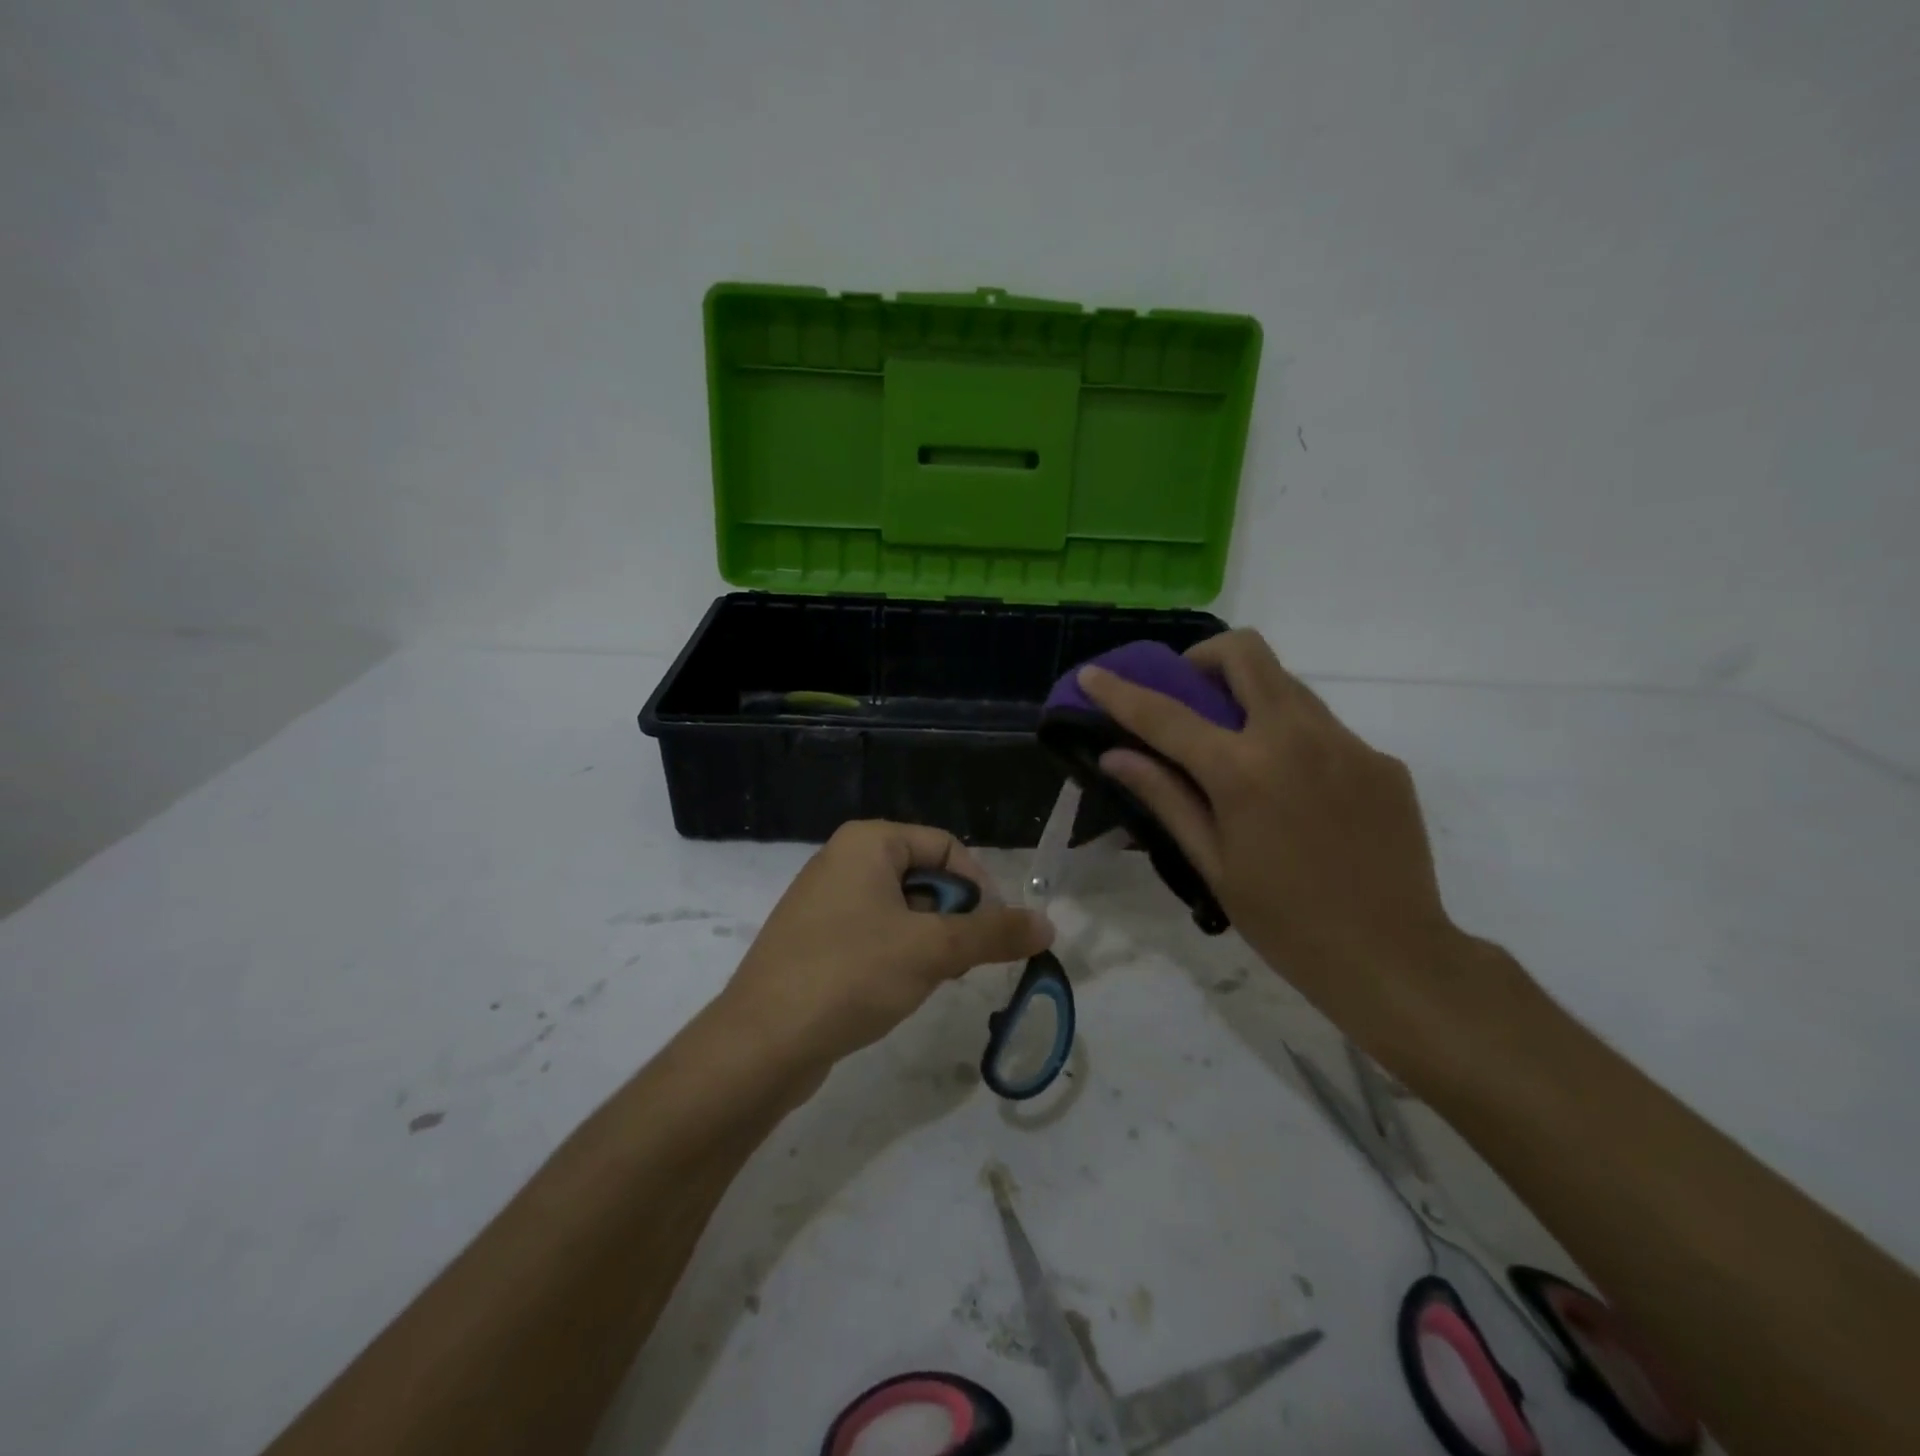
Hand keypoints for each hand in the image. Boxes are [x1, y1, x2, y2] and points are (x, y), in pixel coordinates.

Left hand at [719, 820, 1053, 1074]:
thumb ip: (994, 933)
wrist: (761, 1043)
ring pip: (901, 909)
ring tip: (931, 979)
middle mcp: (843, 860)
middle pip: (925, 877)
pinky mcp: (815, 940)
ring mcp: (824, 901)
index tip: (995, 932)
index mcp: (867, 842)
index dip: (979, 886)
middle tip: (962, 961)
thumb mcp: (933, 950)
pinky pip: (873, 933)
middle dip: (953, 917)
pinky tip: (897, 990)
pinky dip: (897, 955)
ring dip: (928, 940)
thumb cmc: (851, 974)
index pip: (946, 846)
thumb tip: (1048, 924)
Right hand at [1078, 629, 1463, 1035]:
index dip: (1120, 692)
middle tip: (1190, 694)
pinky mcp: (1382, 760)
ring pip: (1288, 684)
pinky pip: (1325, 728)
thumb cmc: (1285, 921)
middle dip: (1205, 659)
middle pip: (1245, 653)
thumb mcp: (1212, 863)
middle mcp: (1296, 737)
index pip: (1165, 714)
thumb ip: (1164, 797)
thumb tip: (1115, 755)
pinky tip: (1295, 792)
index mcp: (1243, 770)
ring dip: (1251, 697)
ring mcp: (1348, 743)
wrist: (1393, 957)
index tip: (1092, 673)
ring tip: (1241, 749)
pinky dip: (1293, 739)